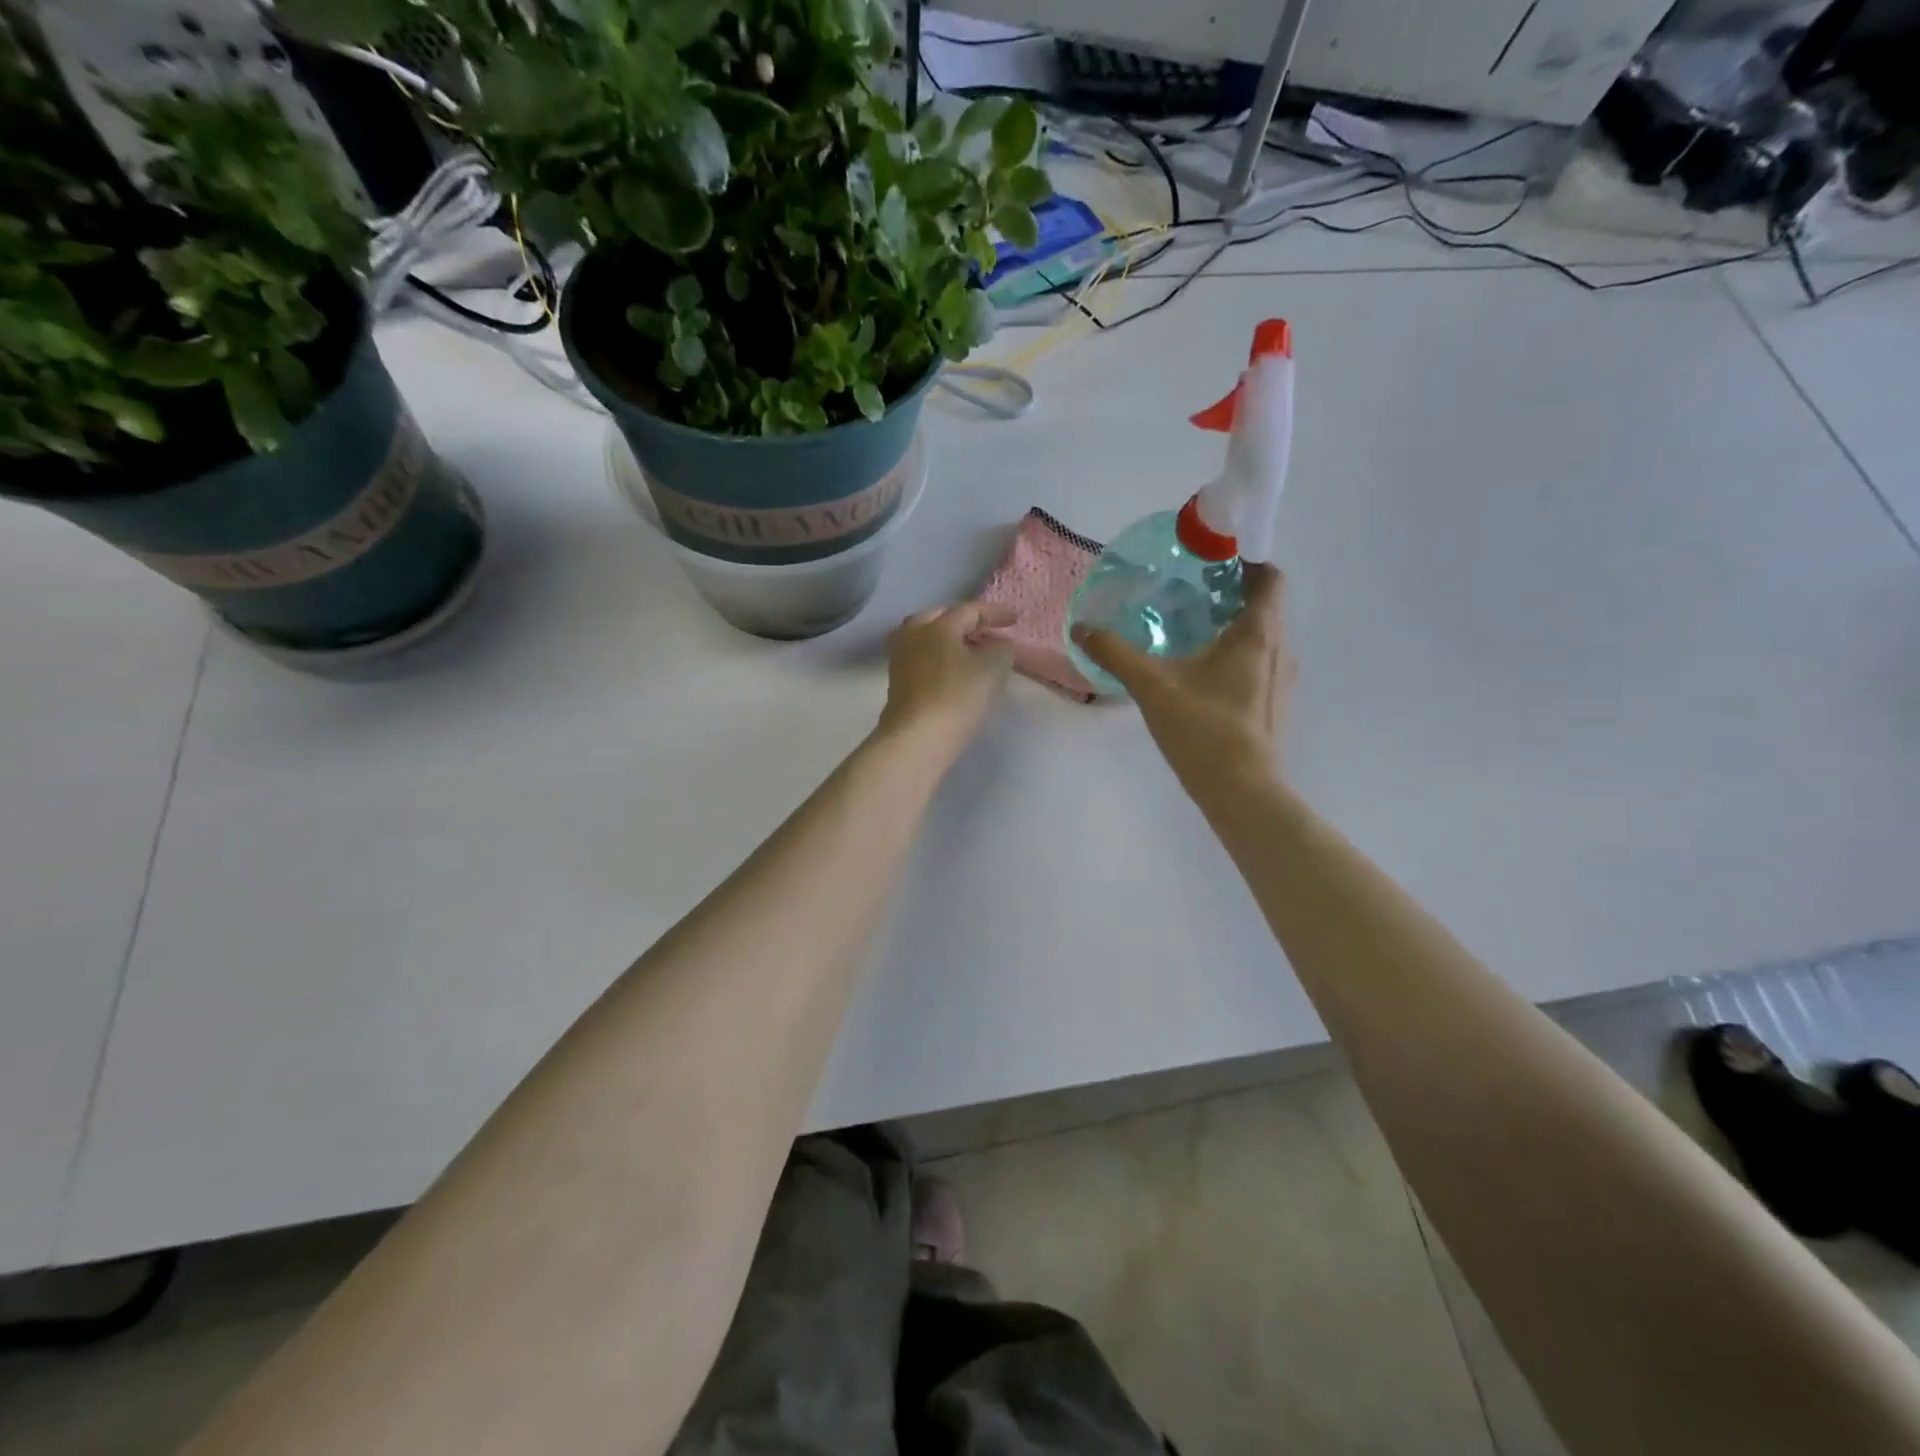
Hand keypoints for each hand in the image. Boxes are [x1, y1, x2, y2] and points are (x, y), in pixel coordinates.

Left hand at [876, 600, 1016, 763]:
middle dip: (967, 622)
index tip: (1015, 620)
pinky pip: (923, 657)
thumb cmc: (955, 697)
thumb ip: (1002, 650)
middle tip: (988, 632)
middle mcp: (913, 634)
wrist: (916, 738)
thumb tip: (1000, 645)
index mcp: (937, 625)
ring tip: (971, 651)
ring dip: (950, 640)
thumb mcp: (991, 670)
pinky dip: (940, 657)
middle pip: (942, 618)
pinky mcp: (897, 680)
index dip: (995, 613)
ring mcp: (901, 657)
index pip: (969, 610)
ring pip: (928, 637)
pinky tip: (954, 670)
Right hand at [1072, 564, 1294, 807]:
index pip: (1270, 578)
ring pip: (1263, 636)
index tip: (1211, 562)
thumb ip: (1116, 653)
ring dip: (1235, 625)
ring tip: (1192, 629)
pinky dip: (1237, 654)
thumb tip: (1081, 628)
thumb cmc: (1203, 729)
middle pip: (1265, 605)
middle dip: (1232, 593)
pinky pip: (1260, 662)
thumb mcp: (1152, 686)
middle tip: (1189, 593)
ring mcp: (1281, 679)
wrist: (1241, 790)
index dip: (1246, 563)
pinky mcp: (1274, 704)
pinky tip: (1202, 673)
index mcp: (1257, 633)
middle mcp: (1279, 649)